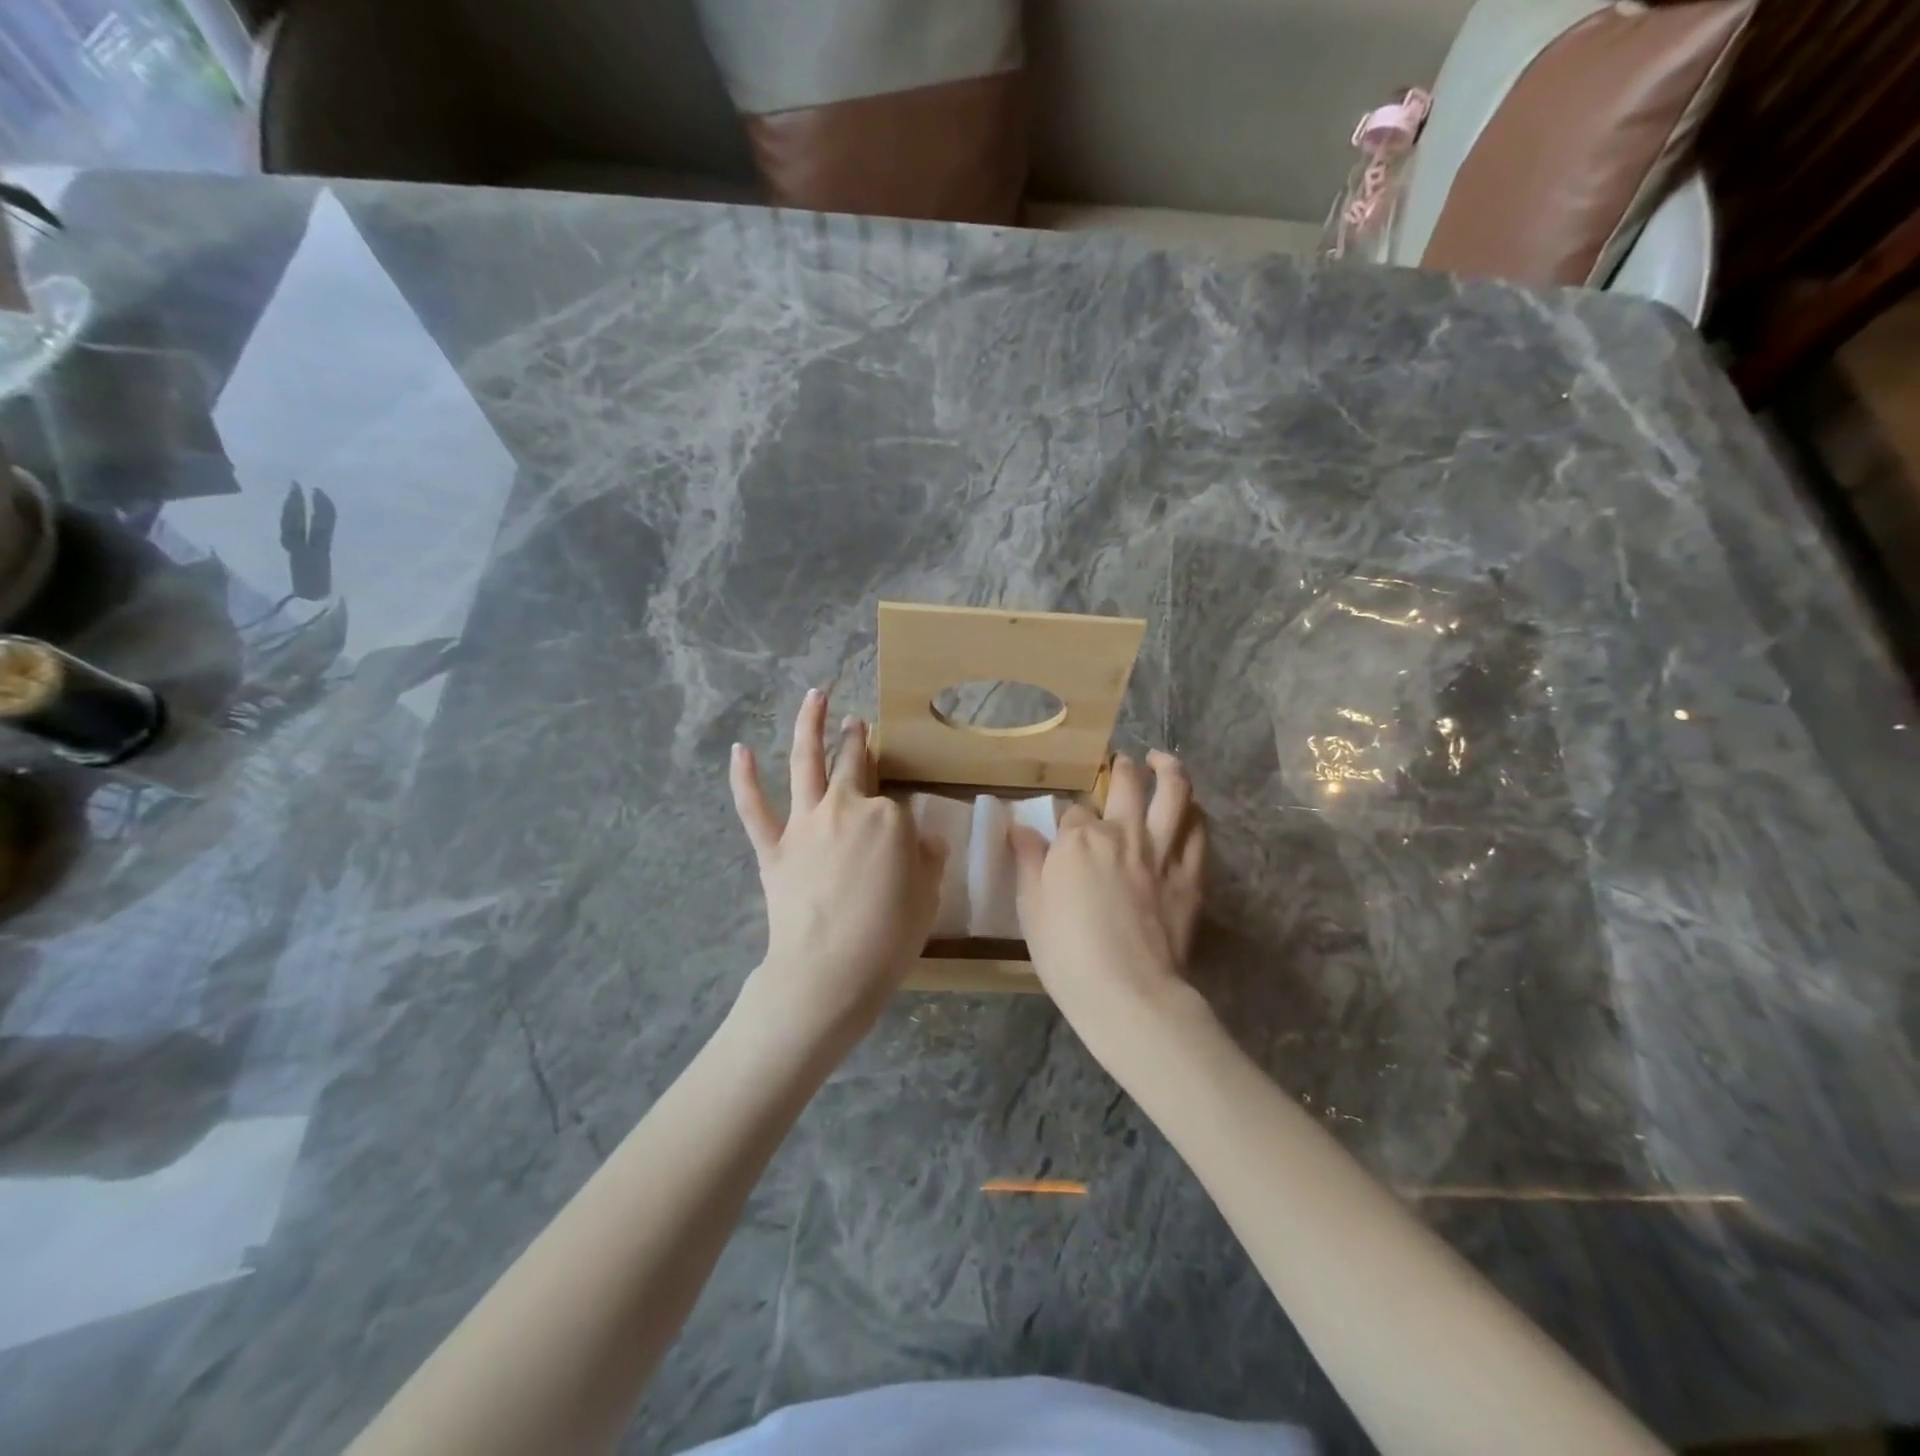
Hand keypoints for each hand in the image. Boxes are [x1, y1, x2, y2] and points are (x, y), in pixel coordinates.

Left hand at [730, 688, 947, 1043]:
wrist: (828, 972)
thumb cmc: (888, 938)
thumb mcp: (927, 898)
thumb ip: (928, 861)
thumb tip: (925, 840)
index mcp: (889, 819)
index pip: (898, 805)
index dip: (902, 821)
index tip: (904, 838)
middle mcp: (846, 807)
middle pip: (854, 764)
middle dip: (856, 740)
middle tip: (857, 723)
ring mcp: (805, 824)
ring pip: (805, 763)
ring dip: (808, 725)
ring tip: (814, 696)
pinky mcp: (773, 846)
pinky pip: (754, 807)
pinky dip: (744, 778)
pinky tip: (739, 749)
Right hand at [1011, 751, 1206, 1031]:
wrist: (1128, 993)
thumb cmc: (1067, 954)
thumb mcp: (1031, 908)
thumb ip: (1028, 862)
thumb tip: (1018, 828)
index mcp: (1079, 839)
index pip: (1073, 812)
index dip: (1069, 819)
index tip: (1066, 830)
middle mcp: (1123, 833)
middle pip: (1127, 783)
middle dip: (1122, 768)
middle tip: (1122, 762)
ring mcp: (1162, 851)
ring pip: (1174, 793)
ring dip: (1169, 769)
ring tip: (1163, 761)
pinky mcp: (1191, 875)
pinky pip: (1200, 832)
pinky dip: (1195, 813)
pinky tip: (1191, 810)